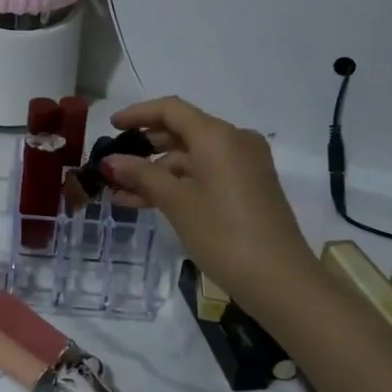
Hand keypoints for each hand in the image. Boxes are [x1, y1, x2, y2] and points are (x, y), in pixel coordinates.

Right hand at [103, 97, 314, 314]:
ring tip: (120, 191)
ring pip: (191, 158)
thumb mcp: (176, 202)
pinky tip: (147, 202)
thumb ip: (141, 175)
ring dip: (157, 172)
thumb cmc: (223, 233)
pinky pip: (205, 174)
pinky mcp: (248, 188)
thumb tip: (110, 161)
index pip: (171, 110)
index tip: (110, 126)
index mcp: (217, 135)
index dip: (138, 114)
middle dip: (145, 146)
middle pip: (182, 131)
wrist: (281, 281)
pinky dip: (178, 184)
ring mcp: (244, 166)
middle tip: (113, 162)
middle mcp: (234, 141)